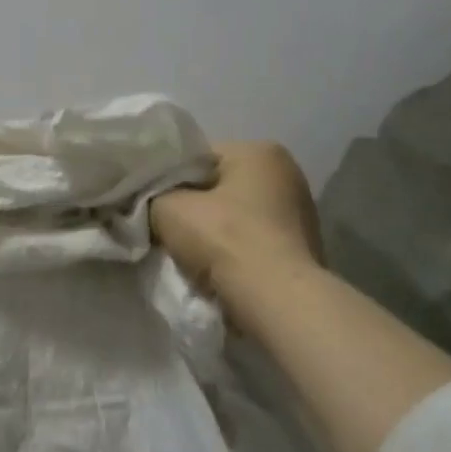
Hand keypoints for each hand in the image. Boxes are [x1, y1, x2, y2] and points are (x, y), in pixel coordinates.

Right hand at [150, 141, 323, 292]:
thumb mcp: (167, 208)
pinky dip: (232, 252)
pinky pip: (251, 241)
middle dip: (192, 207)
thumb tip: (152, 204)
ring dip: (212, 232)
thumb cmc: (224, 240)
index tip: (150, 203)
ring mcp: (299, 213)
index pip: (198, 157)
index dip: (168, 179)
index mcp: (260, 151)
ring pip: (234, 216)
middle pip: (218, 186)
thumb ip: (153, 197)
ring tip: (187, 253)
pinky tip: (214, 268)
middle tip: (164, 229)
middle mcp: (286, 174)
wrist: (275, 300)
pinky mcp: (300, 248)